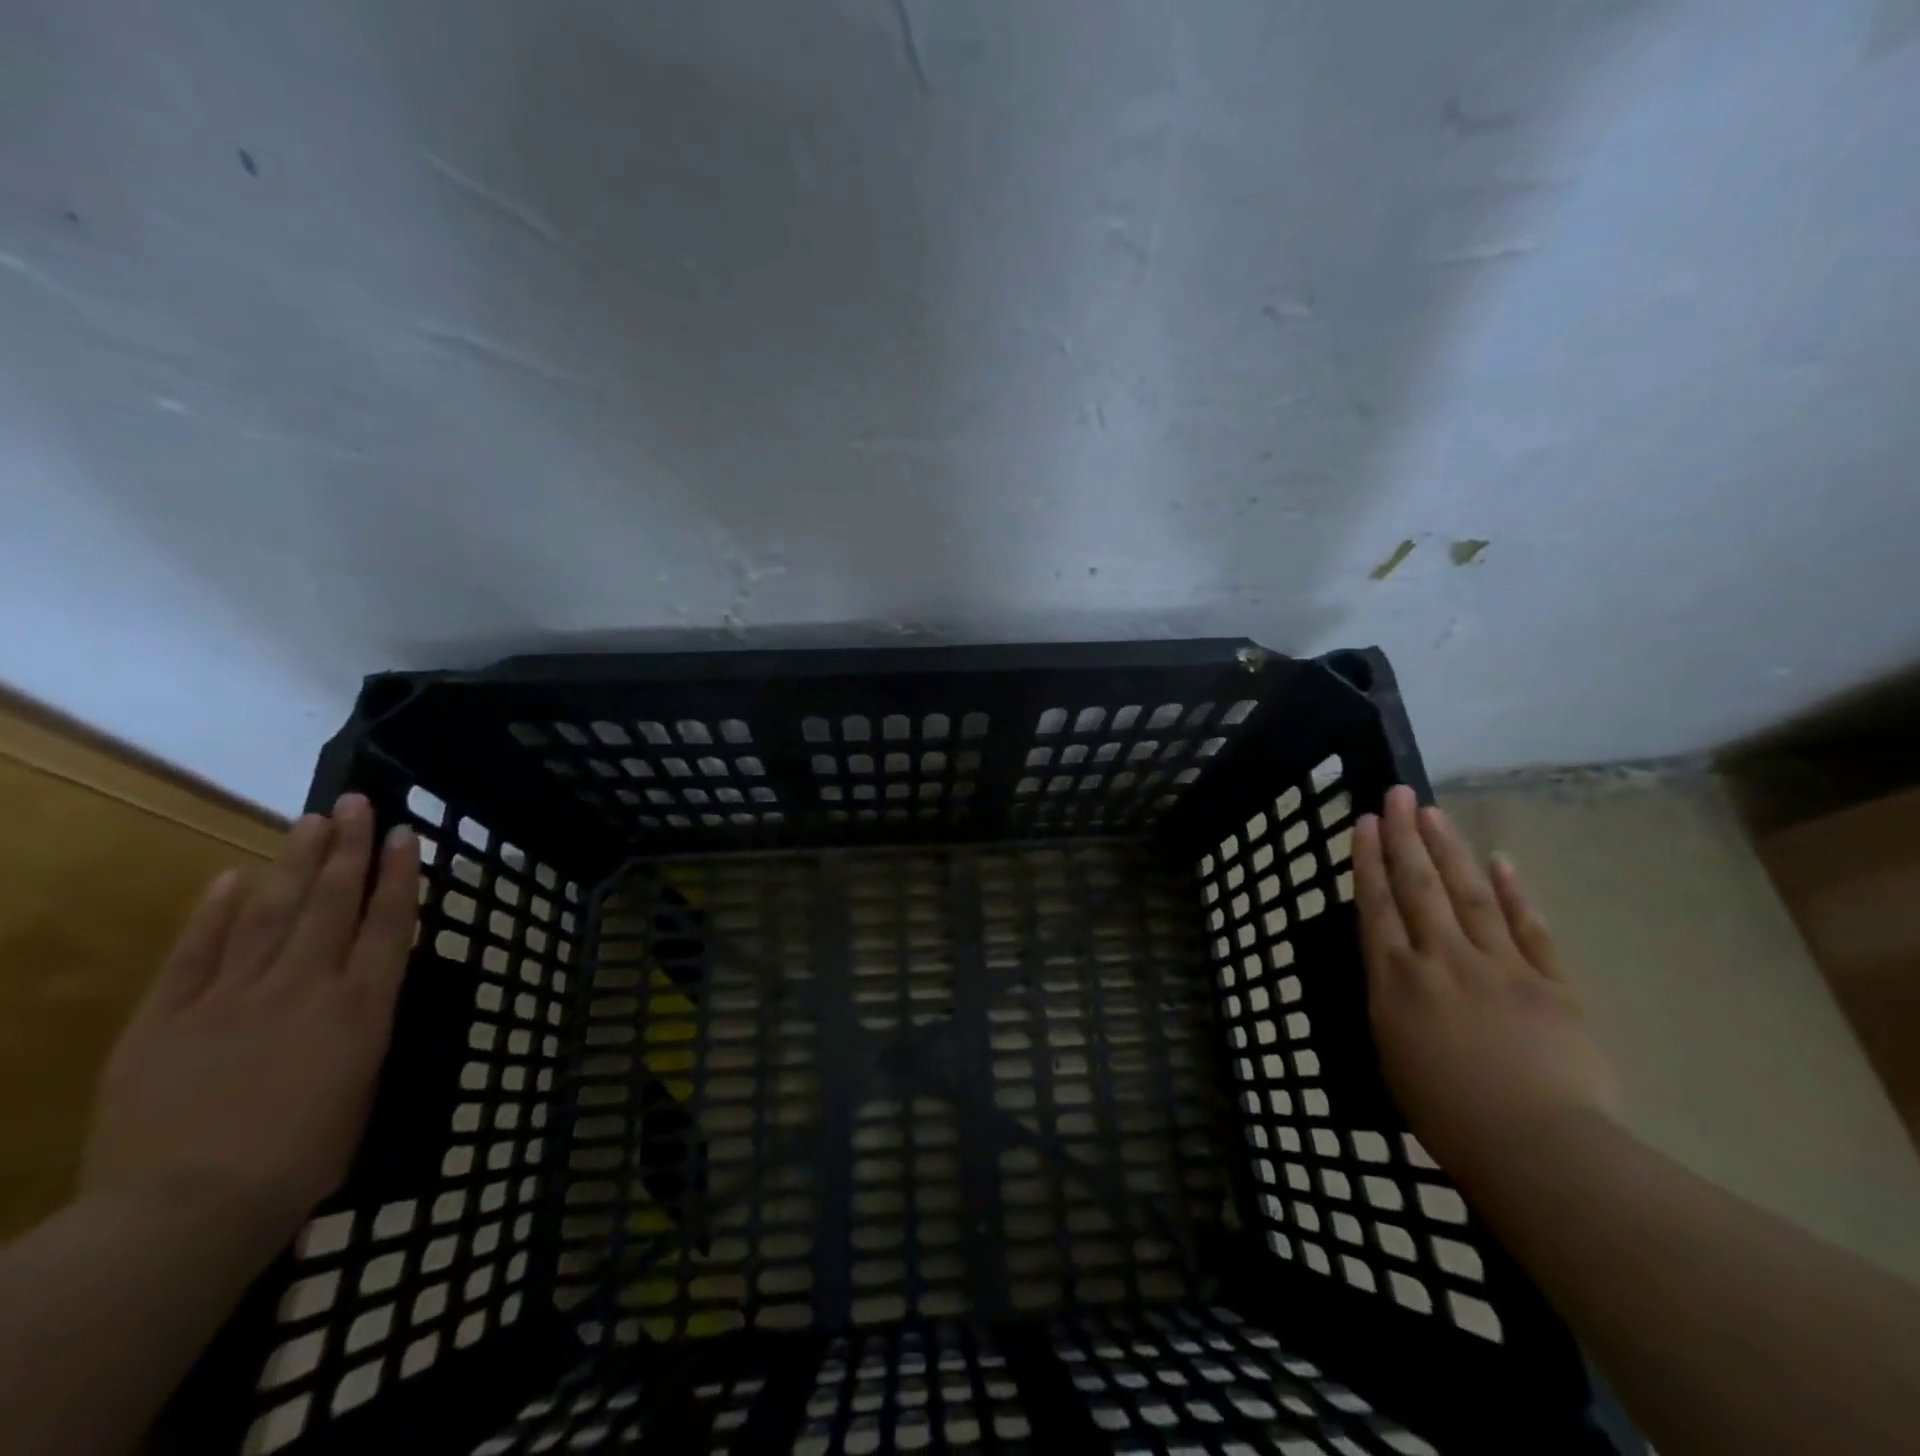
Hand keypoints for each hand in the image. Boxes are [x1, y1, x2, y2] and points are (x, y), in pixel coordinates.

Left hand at [80, 795, 418, 1257]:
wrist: (184, 1212)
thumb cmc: (301, 1159)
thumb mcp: (361, 1088)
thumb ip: (361, 1030)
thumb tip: (359, 994)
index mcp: (360, 1007)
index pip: (387, 923)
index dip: (398, 875)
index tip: (403, 835)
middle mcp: (304, 986)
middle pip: (331, 903)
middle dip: (347, 849)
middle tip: (354, 802)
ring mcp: (231, 997)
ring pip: (270, 913)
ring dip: (293, 863)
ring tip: (309, 822)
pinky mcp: (165, 1019)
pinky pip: (195, 953)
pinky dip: (214, 912)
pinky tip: (232, 877)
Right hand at [1354, 785, 1617, 1186]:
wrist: (1537, 1149)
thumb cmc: (1446, 1114)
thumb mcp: (1391, 1055)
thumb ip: (1392, 1004)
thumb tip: (1397, 971)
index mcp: (1396, 980)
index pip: (1376, 905)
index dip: (1368, 860)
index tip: (1364, 822)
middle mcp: (1441, 959)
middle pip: (1419, 886)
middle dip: (1405, 837)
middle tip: (1398, 794)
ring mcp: (1500, 966)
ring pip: (1469, 894)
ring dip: (1450, 850)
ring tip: (1435, 813)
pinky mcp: (1552, 985)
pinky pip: (1530, 929)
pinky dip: (1515, 894)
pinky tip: (1502, 862)